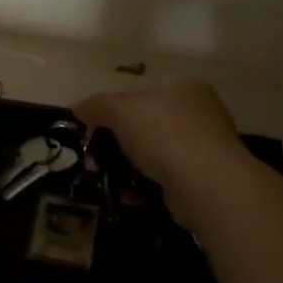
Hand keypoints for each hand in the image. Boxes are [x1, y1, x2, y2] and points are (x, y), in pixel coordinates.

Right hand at [71, 80, 251, 195]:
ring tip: (107, 179)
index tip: (91, 131)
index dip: (110, 110)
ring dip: (128, 165)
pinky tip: (128, 194)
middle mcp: (199, 114)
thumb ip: (96, 106)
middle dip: (116, 142)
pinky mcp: (205, 180)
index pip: (139, 95)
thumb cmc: (164, 135)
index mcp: (184, 88)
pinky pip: (165, 178)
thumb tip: (76, 107)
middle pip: (145, 124)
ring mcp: (205, 148)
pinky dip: (145, 185)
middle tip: (94, 158)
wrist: (207, 186)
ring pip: (154, 153)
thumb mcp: (121, 112)